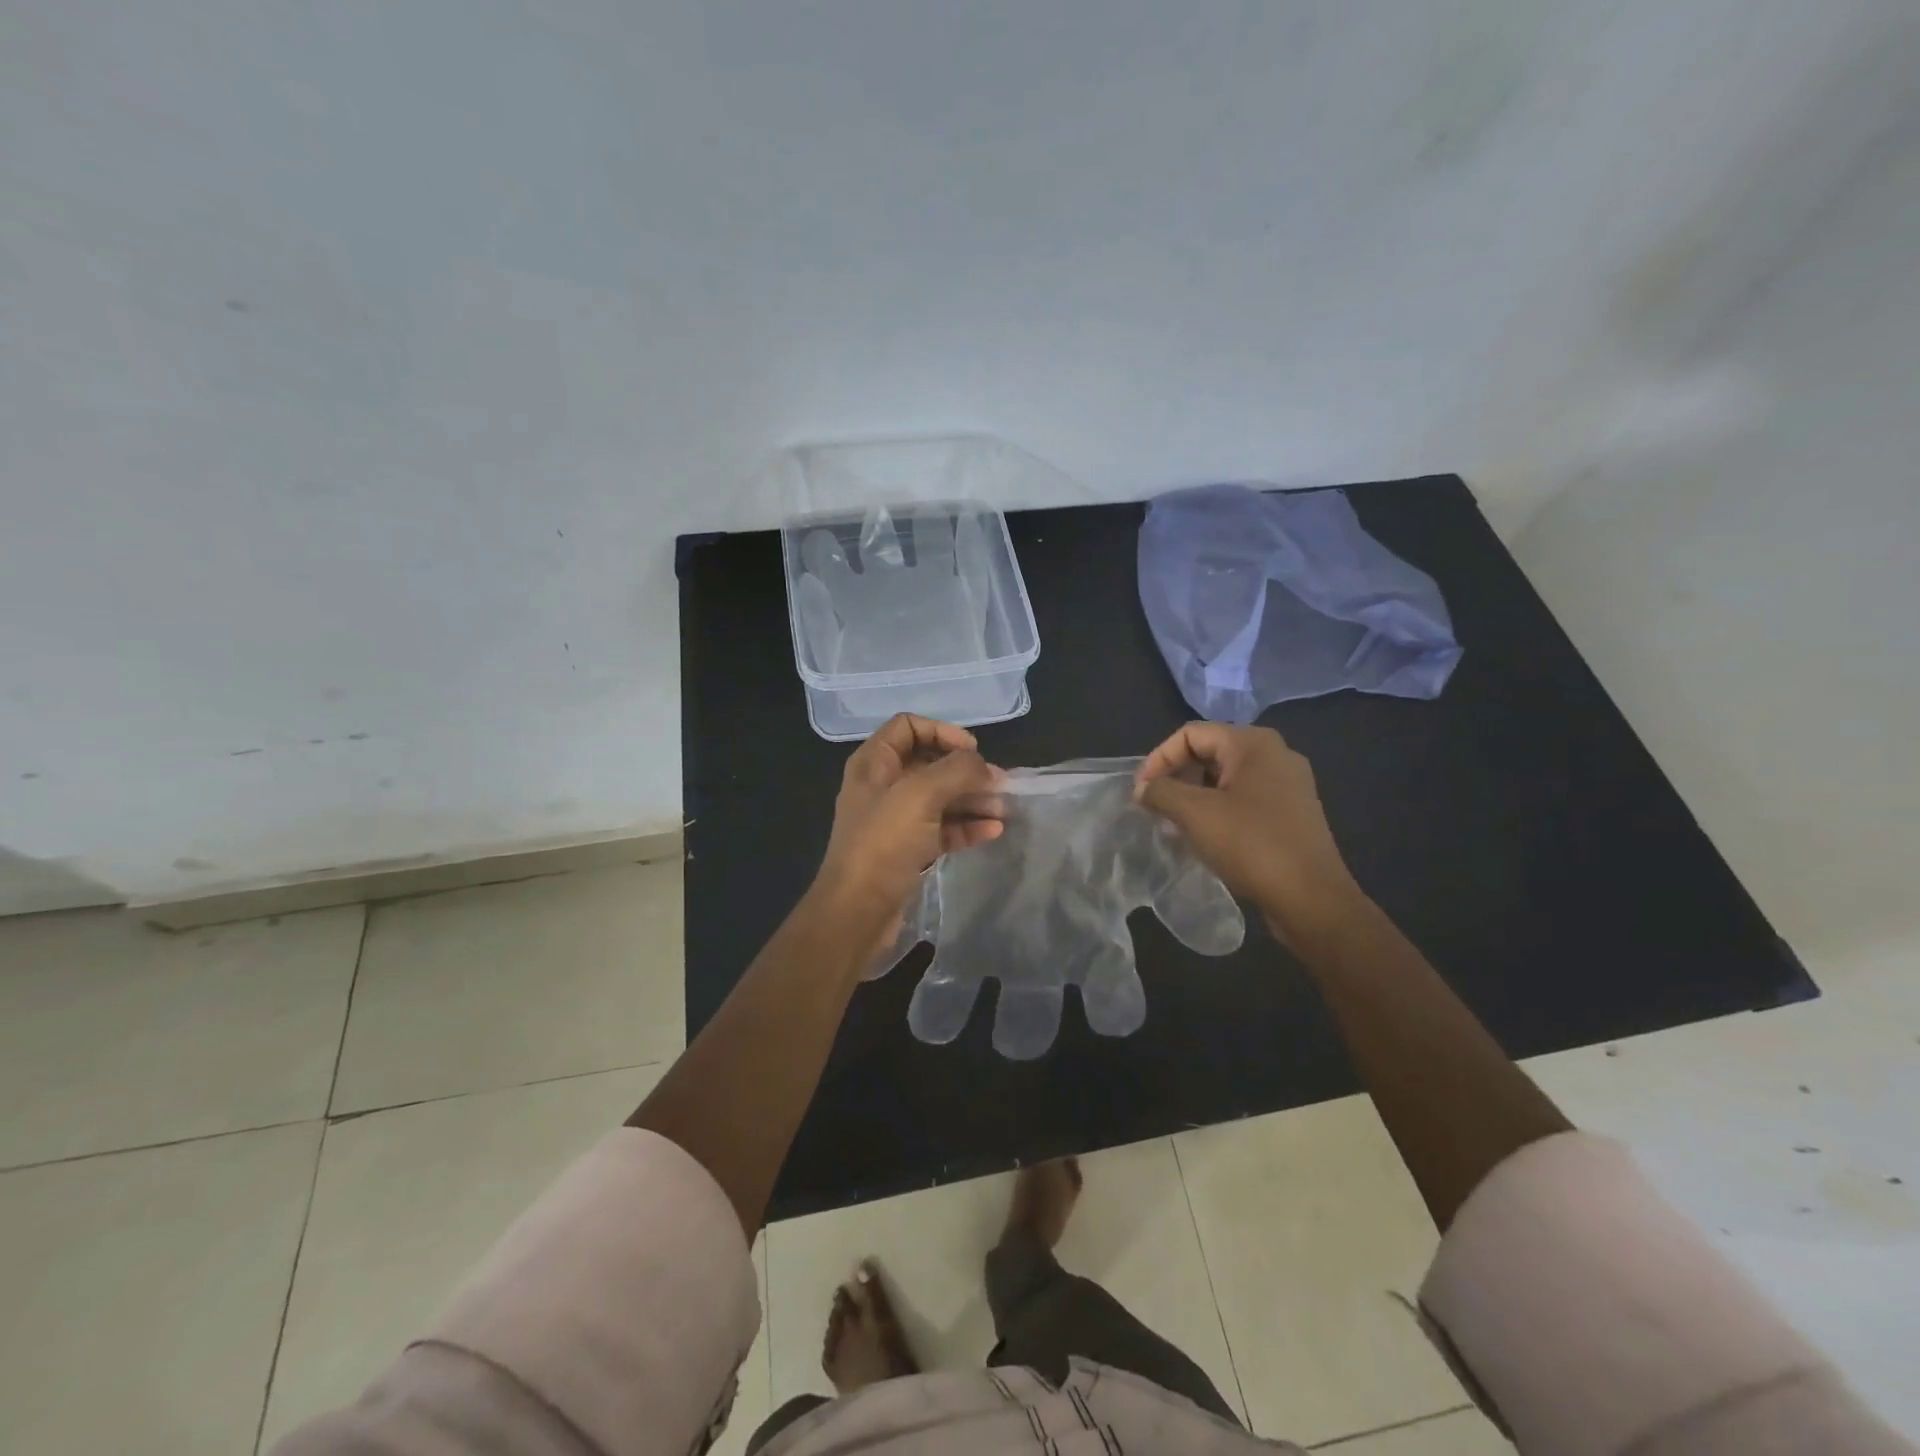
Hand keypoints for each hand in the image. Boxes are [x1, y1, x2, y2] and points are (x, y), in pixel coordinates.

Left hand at [810, 714, 1003, 955]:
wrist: (857, 912)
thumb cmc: (883, 843)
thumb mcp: (920, 795)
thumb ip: (957, 771)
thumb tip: (984, 767)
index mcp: (874, 763)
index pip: (909, 727)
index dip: (942, 731)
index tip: (972, 751)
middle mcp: (883, 786)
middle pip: (930, 763)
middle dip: (966, 771)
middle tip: (1000, 783)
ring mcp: (895, 820)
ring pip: (940, 798)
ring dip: (972, 800)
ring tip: (1003, 809)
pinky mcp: (908, 850)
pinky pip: (942, 828)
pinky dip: (966, 826)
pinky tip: (993, 831)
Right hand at [1133, 723, 1367, 945]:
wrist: (1312, 899)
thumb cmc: (1251, 845)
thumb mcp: (1195, 814)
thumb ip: (1161, 792)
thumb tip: (1143, 789)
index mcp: (1253, 744)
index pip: (1191, 734)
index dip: (1159, 758)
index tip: (1141, 792)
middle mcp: (1275, 755)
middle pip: (1210, 752)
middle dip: (1176, 777)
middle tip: (1155, 806)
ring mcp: (1288, 785)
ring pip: (1226, 778)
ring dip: (1194, 795)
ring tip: (1173, 824)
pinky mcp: (1292, 813)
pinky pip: (1244, 799)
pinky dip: (1217, 810)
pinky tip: (1204, 836)